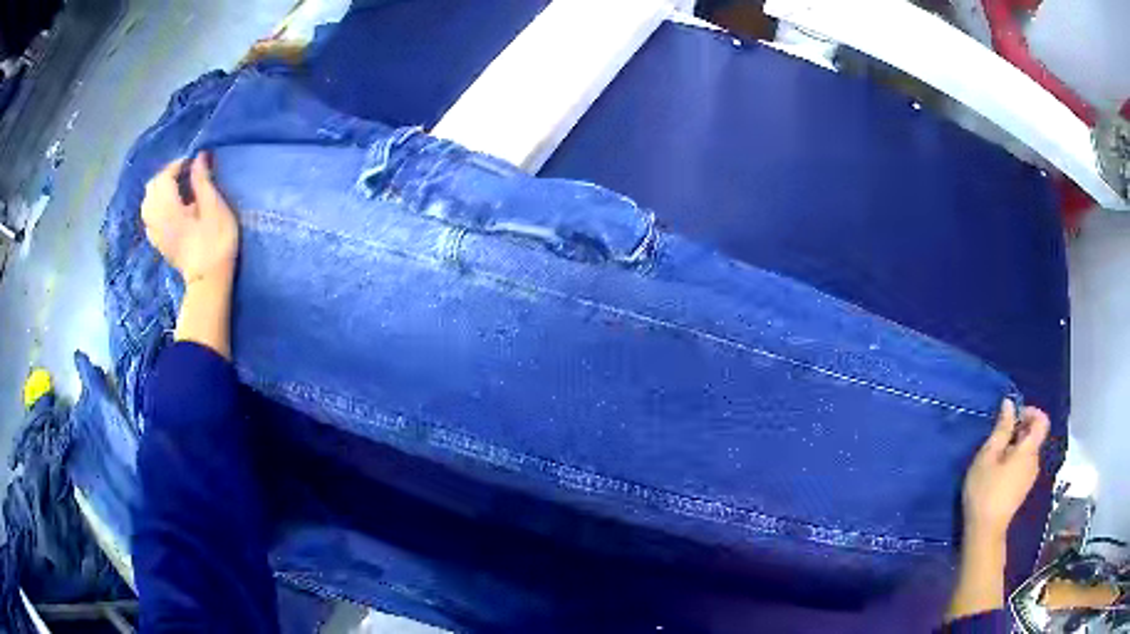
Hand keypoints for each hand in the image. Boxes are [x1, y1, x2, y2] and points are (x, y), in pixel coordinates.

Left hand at [142, 153, 238, 283]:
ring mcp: (156, 233)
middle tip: (185, 171)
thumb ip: (203, 180)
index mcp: (169, 209)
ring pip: (147, 203)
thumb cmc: (216, 241)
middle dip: (166, 175)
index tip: (194, 161)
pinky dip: (155, 207)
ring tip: (175, 187)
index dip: (178, 164)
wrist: (210, 280)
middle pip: (152, 188)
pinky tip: (167, 207)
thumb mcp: (214, 206)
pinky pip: (149, 218)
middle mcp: (157, 219)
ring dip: (159, 190)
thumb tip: (199, 157)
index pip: (165, 177)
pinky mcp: (158, 243)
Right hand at [962, 400, 1049, 542]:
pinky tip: (997, 473)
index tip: (1013, 417)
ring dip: (1015, 447)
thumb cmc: (985, 491)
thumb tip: (1009, 404)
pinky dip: (1014, 461)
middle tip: (997, 439)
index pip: (1042, 420)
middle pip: (1034, 436)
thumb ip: (1001, 429)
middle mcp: (1035, 461)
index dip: (1030, 412)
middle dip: (1019, 430)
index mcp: (1029, 450)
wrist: (985, 532)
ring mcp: (1030, 477)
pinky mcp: (1023, 489)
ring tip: (995, 457)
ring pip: (1028, 451)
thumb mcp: (988, 456)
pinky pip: (1023, 465)